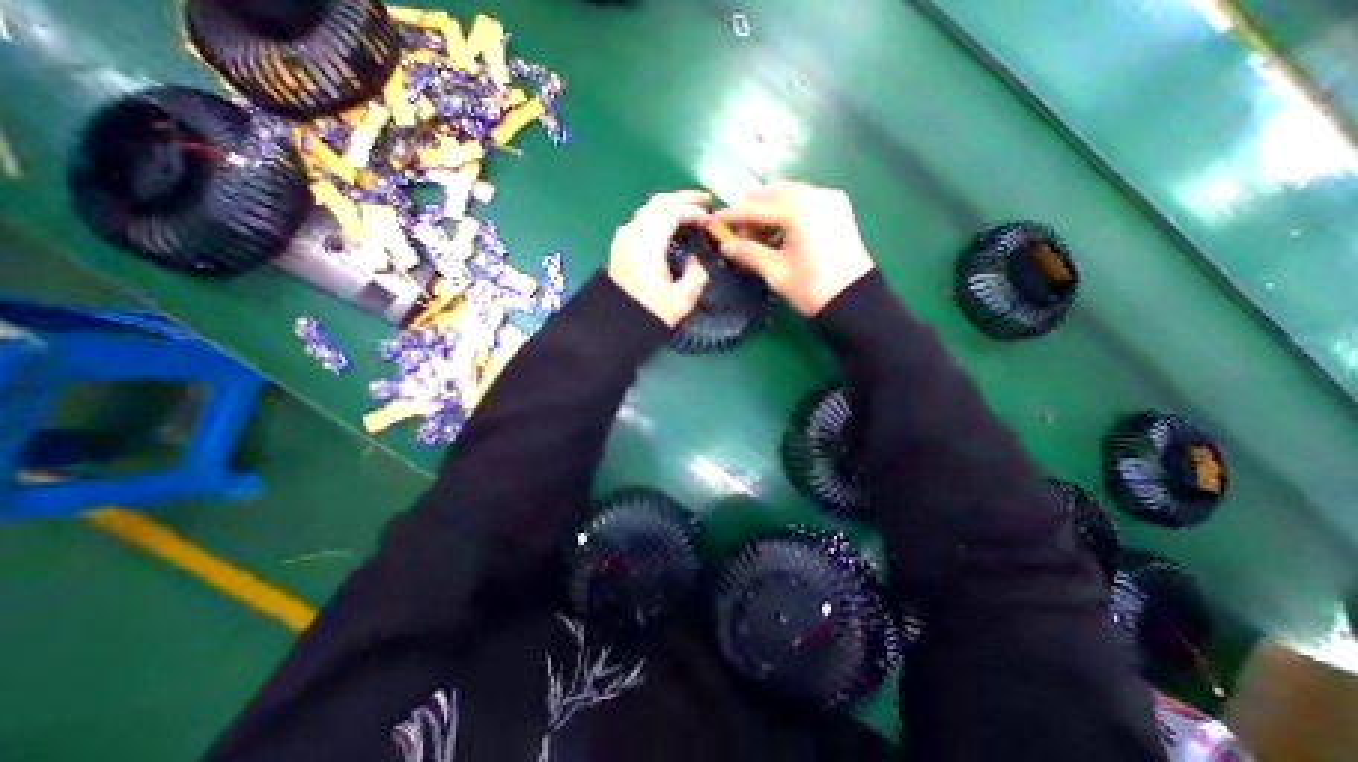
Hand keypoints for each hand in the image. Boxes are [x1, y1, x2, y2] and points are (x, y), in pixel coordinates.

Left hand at [605, 191, 711, 327]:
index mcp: (650, 241)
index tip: (711, 220)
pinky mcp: (619, 249)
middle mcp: (634, 233)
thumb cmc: (649, 313)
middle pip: (659, 203)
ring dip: (668, 207)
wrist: (614, 327)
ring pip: (647, 211)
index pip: (675, 212)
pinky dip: (656, 218)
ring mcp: (623, 239)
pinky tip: (665, 229)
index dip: (696, 212)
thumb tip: (694, 260)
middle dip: (682, 198)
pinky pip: (639, 222)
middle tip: (703, 201)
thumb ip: (696, 274)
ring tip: (687, 214)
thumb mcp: (682, 299)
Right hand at [716, 178, 875, 312]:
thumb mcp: (776, 271)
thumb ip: (748, 253)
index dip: (733, 215)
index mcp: (799, 208)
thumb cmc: (811, 288)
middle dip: (751, 208)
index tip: (714, 221)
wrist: (854, 302)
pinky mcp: (837, 210)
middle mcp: (816, 195)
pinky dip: (787, 211)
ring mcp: (830, 200)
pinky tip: (776, 229)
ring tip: (753, 231)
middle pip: (773, 194)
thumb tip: (724, 246)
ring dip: (768, 209)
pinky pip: (804, 202)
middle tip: (734, 228)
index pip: (757, 207)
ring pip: (789, 195)